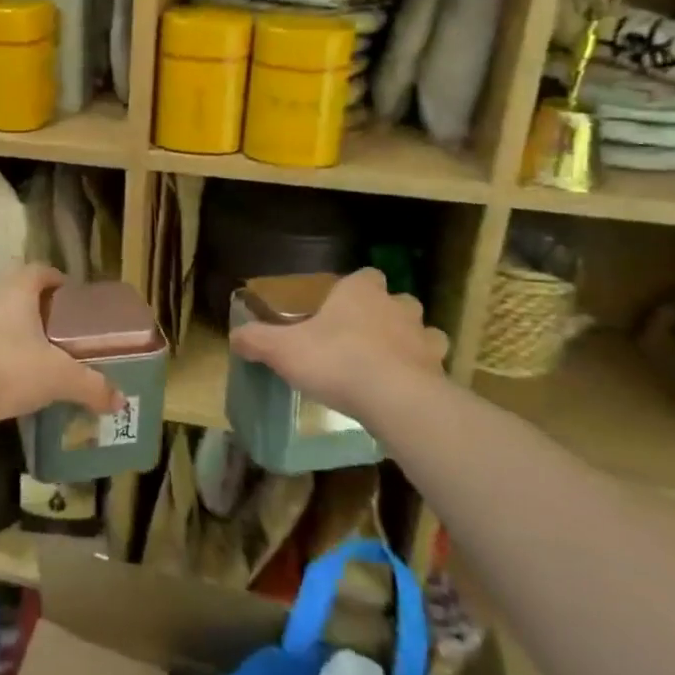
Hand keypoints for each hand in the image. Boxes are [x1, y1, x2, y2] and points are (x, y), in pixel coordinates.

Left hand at [0, 265, 125, 433]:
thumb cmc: (8, 368)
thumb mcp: (59, 377)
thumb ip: (91, 386)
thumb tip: (120, 401)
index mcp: (17, 296)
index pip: (37, 271)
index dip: (56, 277)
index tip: (72, 293)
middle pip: (20, 299)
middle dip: (43, 313)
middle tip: (66, 333)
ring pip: (4, 327)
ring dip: (23, 339)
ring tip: (47, 361)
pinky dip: (7, 363)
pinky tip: (21, 384)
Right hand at [230, 268, 448, 424]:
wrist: (393, 398)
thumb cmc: (335, 360)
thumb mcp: (283, 350)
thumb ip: (257, 340)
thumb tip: (234, 336)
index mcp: (360, 292)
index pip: (365, 275)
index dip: (355, 289)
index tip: (341, 307)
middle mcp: (397, 306)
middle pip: (396, 301)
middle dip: (385, 314)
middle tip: (363, 337)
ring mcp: (423, 337)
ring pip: (422, 331)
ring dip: (410, 342)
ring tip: (389, 364)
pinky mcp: (439, 370)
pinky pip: (432, 366)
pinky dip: (422, 374)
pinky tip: (406, 390)